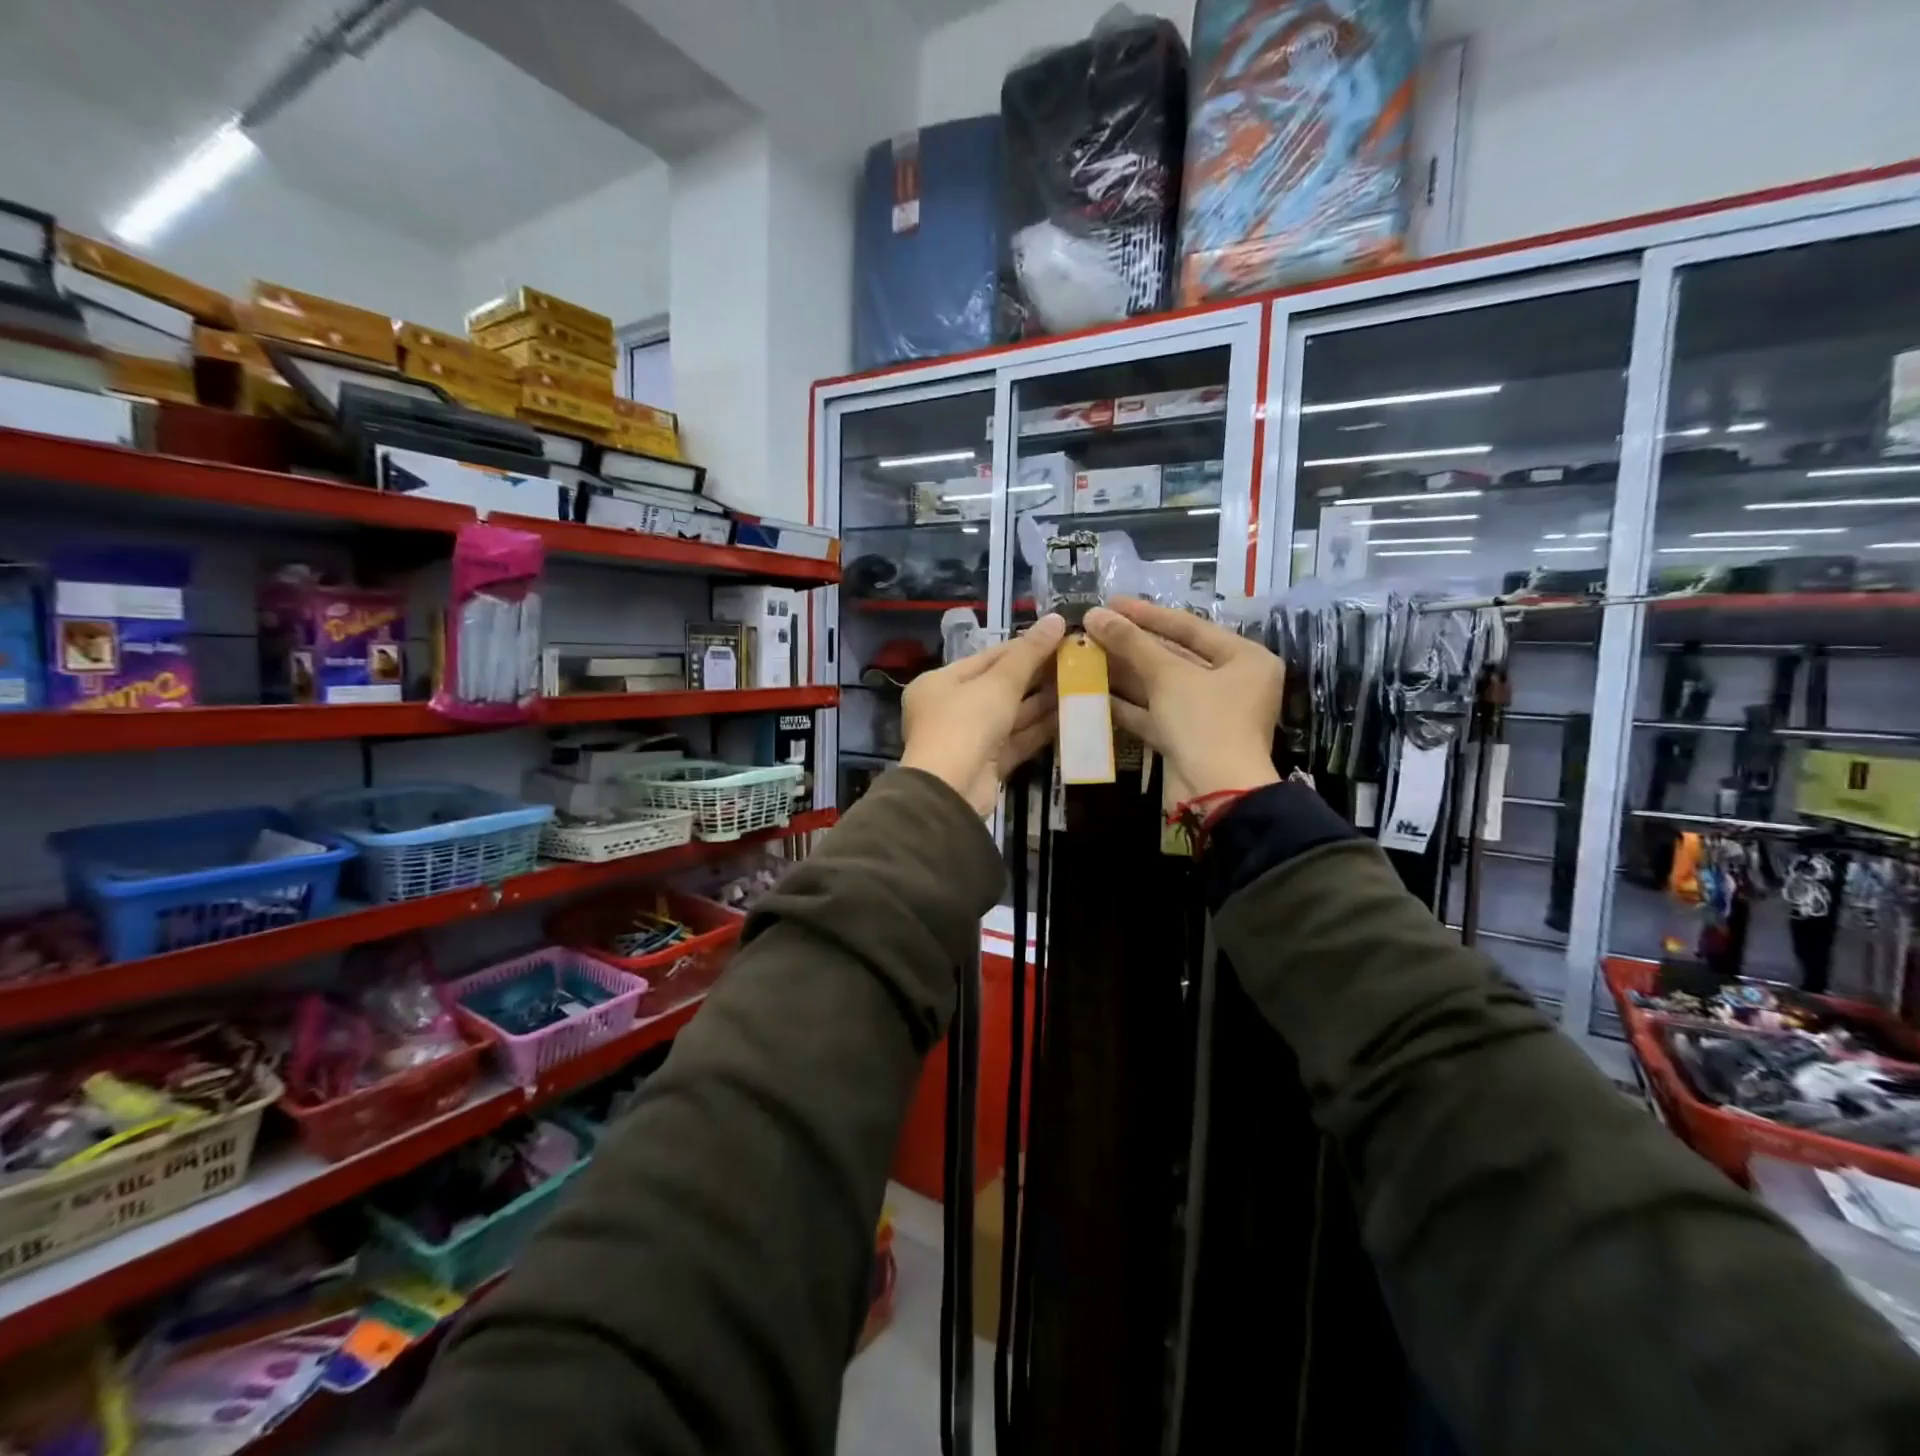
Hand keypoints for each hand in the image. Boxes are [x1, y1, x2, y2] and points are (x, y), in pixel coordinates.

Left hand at [901, 614, 1065, 814]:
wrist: (950, 791)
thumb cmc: (966, 724)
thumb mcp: (998, 683)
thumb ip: (1029, 653)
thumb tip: (1056, 619)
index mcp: (940, 683)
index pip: (987, 658)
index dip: (1023, 647)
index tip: (1058, 638)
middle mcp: (950, 709)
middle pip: (999, 687)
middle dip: (1037, 676)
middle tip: (1075, 662)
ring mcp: (969, 739)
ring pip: (1010, 716)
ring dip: (1043, 703)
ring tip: (1080, 685)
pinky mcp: (987, 765)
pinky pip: (1016, 740)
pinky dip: (1039, 730)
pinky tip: (1069, 717)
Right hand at [1084, 597, 1281, 799]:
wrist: (1216, 795)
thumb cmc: (1204, 722)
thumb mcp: (1168, 676)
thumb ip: (1131, 643)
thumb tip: (1096, 614)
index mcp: (1244, 659)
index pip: (1189, 627)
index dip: (1147, 614)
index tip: (1111, 603)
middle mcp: (1231, 683)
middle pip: (1173, 656)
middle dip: (1131, 645)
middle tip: (1094, 629)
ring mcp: (1207, 714)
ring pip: (1160, 686)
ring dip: (1123, 673)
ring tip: (1085, 655)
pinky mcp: (1186, 739)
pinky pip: (1154, 713)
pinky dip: (1126, 703)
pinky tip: (1093, 691)